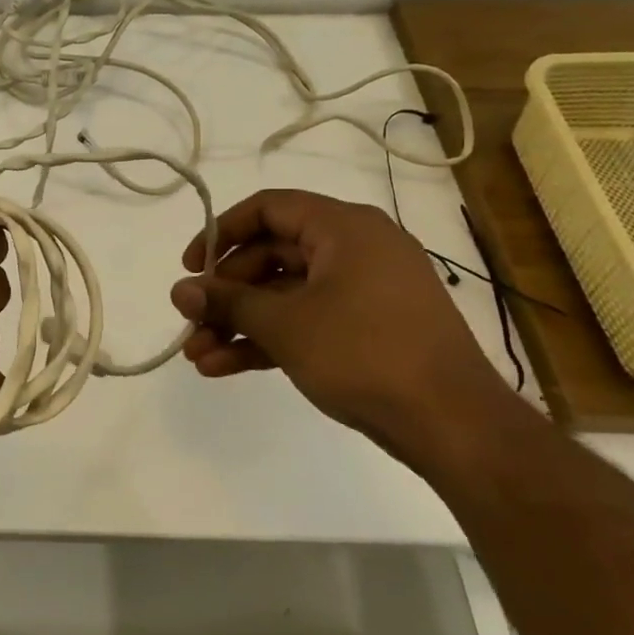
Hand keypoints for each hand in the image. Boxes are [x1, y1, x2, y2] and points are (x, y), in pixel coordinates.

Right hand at [169, 189, 510, 446]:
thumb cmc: (365, 353)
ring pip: (285, 296)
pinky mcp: (369, 329)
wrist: (454, 425)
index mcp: (344, 228)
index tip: (190, 268)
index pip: (268, 209)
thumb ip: (227, 303)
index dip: (220, 233)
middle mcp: (356, 249)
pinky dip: (270, 339)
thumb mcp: (285, 325)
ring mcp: (364, 291)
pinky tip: (226, 367)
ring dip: (240, 324)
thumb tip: (179, 292)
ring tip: (199, 357)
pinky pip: (308, 321)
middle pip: (271, 256)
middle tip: (190, 323)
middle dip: (225, 294)